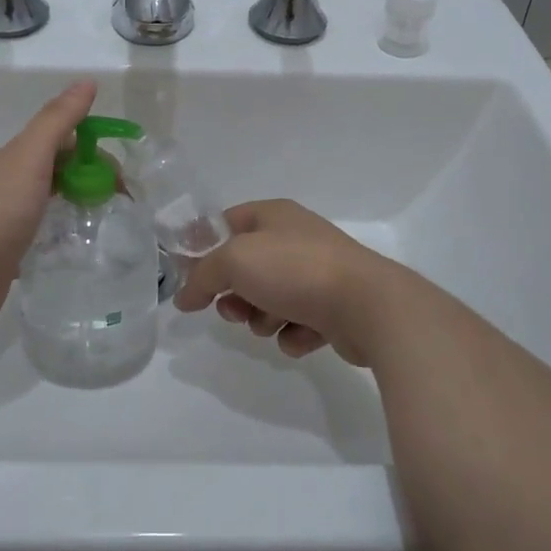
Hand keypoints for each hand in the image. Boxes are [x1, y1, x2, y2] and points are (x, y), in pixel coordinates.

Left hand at [0, 80, 97, 325]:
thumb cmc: (2, 205)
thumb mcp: (32, 154)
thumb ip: (58, 119)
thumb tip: (88, 82)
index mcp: (19, 156)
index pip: (64, 141)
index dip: (94, 150)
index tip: (120, 173)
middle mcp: (14, 182)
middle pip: (60, 170)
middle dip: (90, 178)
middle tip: (119, 200)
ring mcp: (11, 216)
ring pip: (53, 200)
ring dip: (78, 203)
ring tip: (106, 221)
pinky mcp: (13, 249)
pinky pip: (45, 231)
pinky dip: (65, 232)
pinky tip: (79, 244)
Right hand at [174, 199, 402, 364]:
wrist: (367, 305)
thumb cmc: (295, 269)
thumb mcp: (234, 261)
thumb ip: (202, 276)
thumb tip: (182, 296)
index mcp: (273, 215)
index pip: (225, 222)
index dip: (203, 248)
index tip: (188, 277)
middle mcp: (295, 239)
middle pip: (246, 267)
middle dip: (234, 294)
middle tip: (232, 310)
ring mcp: (317, 274)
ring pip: (270, 299)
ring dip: (262, 318)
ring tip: (271, 324)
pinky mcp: (334, 309)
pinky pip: (298, 324)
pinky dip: (294, 334)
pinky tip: (301, 335)